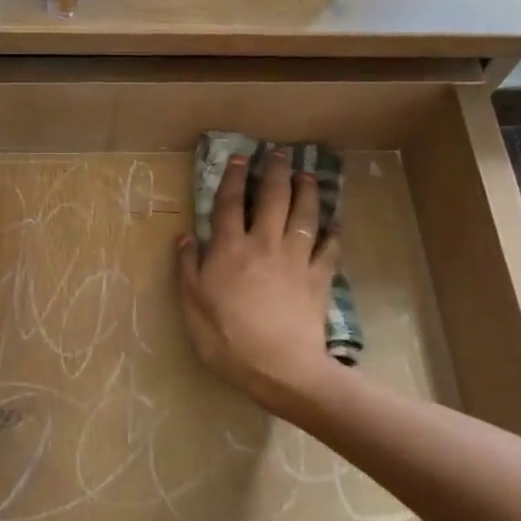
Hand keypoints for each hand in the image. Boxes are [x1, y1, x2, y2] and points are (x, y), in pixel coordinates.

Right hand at [177, 149, 338, 410]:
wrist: (280, 367)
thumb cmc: (227, 339)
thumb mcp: (192, 306)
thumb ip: (188, 269)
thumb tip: (185, 237)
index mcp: (229, 250)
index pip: (229, 205)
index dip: (233, 179)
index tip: (240, 158)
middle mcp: (264, 244)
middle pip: (272, 199)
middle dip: (275, 172)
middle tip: (280, 153)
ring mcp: (295, 259)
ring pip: (305, 215)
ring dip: (307, 191)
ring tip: (308, 175)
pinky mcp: (319, 278)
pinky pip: (330, 248)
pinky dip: (333, 233)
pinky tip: (335, 224)